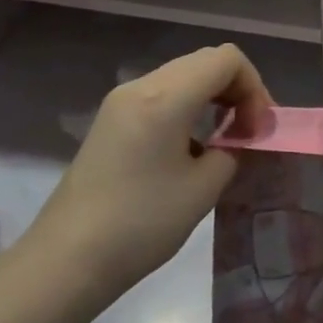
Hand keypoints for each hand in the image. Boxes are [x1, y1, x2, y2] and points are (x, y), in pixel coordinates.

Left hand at [15, 45, 274, 315]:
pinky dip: (188, 107)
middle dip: (236, 89)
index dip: (253, 87)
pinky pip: (162, 94)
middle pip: (205, 62)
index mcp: (166, 97)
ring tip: (225, 139)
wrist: (65, 262)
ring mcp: (121, 102)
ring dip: (212, 97)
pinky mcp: (111, 121)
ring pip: (183, 76)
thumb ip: (232, 150)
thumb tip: (239, 139)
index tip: (257, 129)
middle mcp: (142, 86)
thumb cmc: (141, 224)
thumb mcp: (204, 188)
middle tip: (249, 132)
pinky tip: (190, 147)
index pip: (227, 60)